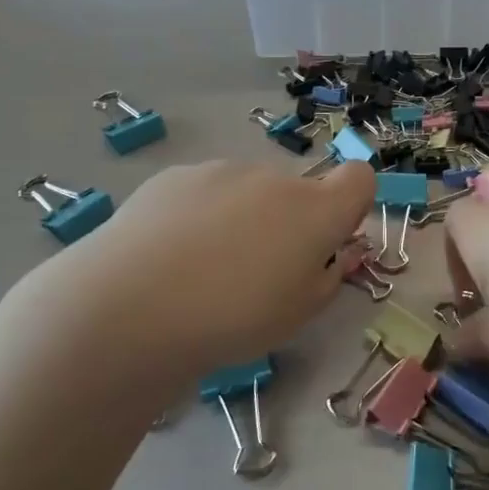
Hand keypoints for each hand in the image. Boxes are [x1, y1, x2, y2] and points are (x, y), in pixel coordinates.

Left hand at [15, 159, 376, 379]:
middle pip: (296, 192)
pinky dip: (200, 214)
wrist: (129, 307)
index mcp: (315, 211)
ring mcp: (222, 171)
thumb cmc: (232, 318)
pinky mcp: (176, 175)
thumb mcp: (299, 315)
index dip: (351, 205)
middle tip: (256, 272)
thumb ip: (329, 277)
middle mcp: (274, 178)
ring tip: (202, 269)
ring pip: (248, 191)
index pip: (359, 179)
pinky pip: (205, 192)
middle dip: (288, 222)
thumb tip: (335, 254)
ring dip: (242, 217)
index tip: (329, 240)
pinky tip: (169, 254)